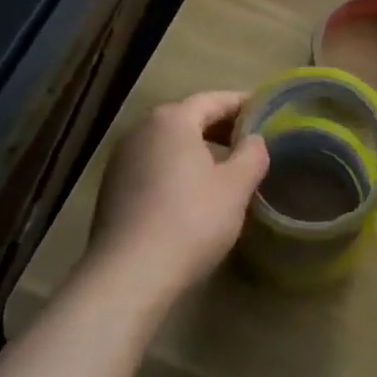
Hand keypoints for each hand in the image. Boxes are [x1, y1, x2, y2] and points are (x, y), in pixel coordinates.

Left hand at [90, 91, 269, 300]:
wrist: (128, 276)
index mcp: (173, 119)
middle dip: (220, 127)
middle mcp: (142, 130)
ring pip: (168, 144)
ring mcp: (121, 160)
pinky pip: (152, 167)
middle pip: (188, 118)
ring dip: (196, 150)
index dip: (242, 105)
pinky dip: (175, 170)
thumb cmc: (190, 220)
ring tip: (223, 170)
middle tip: (248, 143)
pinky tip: (190, 196)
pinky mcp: (111, 190)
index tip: (265, 114)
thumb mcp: (236, 187)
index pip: (214, 100)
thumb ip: (252, 154)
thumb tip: (254, 140)